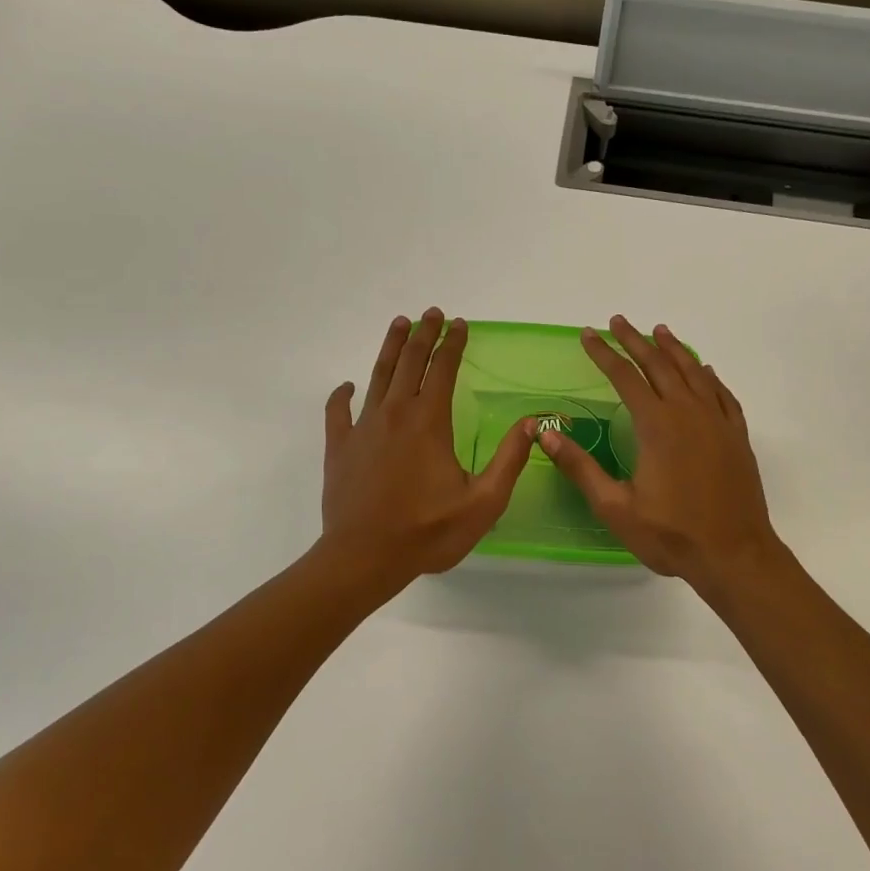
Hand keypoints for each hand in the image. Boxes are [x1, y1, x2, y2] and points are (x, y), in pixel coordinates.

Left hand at [320, 309, 536, 582]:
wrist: (364, 557)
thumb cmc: (428, 532)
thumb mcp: (483, 502)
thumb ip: (509, 460)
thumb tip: (531, 423)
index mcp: (429, 422)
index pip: (443, 369)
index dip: (453, 344)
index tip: (460, 324)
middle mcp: (395, 414)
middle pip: (409, 362)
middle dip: (423, 334)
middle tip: (431, 313)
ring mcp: (363, 428)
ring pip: (377, 376)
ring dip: (390, 348)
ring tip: (399, 325)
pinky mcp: (340, 447)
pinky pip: (338, 412)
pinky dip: (342, 395)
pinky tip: (346, 386)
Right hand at [540, 316, 783, 589]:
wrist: (735, 555)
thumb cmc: (671, 534)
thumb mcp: (615, 507)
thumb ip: (580, 467)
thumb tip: (545, 433)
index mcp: (657, 425)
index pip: (625, 376)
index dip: (604, 353)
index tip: (588, 334)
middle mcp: (688, 413)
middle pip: (659, 365)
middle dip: (635, 341)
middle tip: (619, 321)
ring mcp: (717, 422)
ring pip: (694, 372)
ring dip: (674, 349)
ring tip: (658, 331)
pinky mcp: (736, 436)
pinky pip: (722, 394)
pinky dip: (710, 376)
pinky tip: (705, 370)